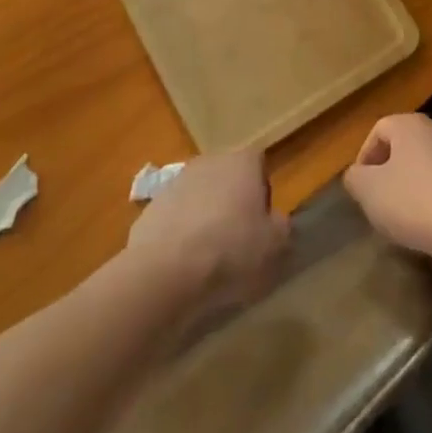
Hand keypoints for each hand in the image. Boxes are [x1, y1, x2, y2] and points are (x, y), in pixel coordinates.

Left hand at [125, 151, 289, 314]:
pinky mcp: (150, 208)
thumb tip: (275, 222)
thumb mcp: (274, 244)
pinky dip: (180, 235)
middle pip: (227, 178)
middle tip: (237, 240)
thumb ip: (280, 226)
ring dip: (204, 218)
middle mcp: (209, 161)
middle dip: (232, 203)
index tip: (261, 222)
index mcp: (242, 161)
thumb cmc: (230, 250)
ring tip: (208, 258)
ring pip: (199, 197)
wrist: (165, 271)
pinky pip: (175, 219)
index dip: (262, 191)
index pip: (258, 163)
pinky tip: (182, 265)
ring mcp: (175, 183)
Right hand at [344, 114, 431, 265]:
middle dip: (389, 170)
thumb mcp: (368, 191)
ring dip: (412, 182)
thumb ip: (355, 178)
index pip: (378, 130)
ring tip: (404, 213)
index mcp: (409, 124)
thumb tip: (356, 174)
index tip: (361, 188)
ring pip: (426, 162)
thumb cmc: (413, 201)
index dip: (364, 157)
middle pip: (404, 144)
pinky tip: (431, 219)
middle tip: (379, 199)